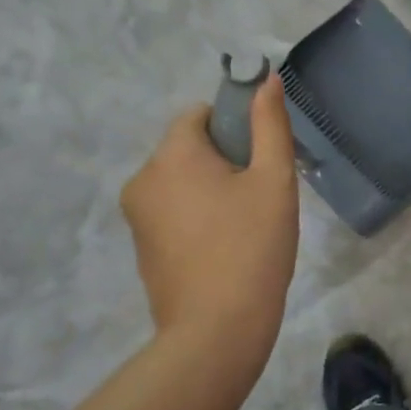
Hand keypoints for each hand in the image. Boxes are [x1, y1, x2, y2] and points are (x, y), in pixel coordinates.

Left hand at [120, 74, 299, 376]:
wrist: (217, 330)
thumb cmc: (252, 246)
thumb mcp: (273, 179)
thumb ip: (270, 124)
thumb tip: (266, 79)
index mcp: (171, 156)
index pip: (199, 114)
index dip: (234, 125)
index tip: (260, 156)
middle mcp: (143, 179)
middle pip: (188, 148)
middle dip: (224, 159)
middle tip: (260, 194)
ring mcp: (137, 217)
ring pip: (181, 181)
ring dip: (211, 188)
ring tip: (247, 223)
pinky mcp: (141, 248)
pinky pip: (172, 211)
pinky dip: (197, 216)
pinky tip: (226, 246)